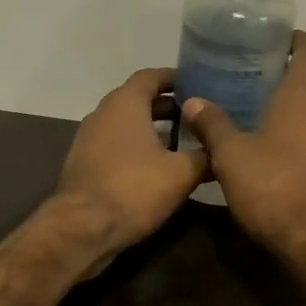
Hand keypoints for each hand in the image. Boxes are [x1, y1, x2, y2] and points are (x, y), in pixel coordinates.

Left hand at [52, 67, 206, 275]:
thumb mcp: (181, 173)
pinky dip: (136, 147)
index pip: (150, 76)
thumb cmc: (134, 189)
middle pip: (137, 99)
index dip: (174, 78)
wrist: (83, 229)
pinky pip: (115, 145)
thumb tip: (222, 150)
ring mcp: (88, 139)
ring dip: (151, 129)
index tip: (197, 85)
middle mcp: (102, 114)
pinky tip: (156, 167)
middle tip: (195, 116)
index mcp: (124, 104)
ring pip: (125, 124)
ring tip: (181, 142)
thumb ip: (205, 156)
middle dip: (166, 106)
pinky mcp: (84, 164)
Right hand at [180, 30, 305, 258]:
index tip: (264, 40)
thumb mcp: (231, 155)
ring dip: (303, 94)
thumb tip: (192, 100)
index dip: (289, 40)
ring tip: (267, 98)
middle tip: (257, 68)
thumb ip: (212, 123)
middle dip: (293, 65)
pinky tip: (284, 134)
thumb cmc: (274, 187)